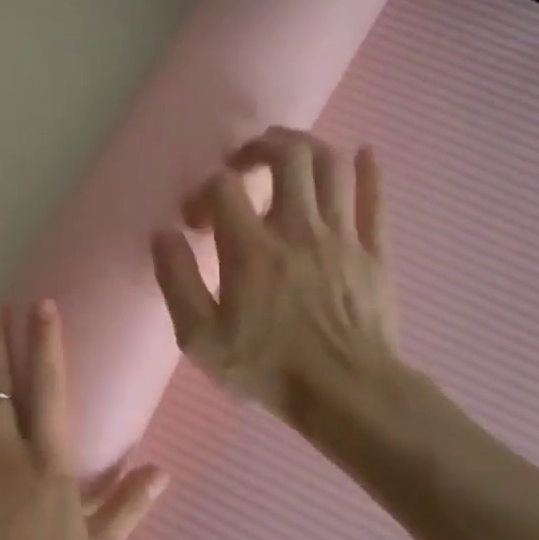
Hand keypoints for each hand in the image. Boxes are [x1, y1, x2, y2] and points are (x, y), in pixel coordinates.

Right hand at [151, 129, 410, 461]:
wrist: (347, 394)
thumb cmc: (267, 367)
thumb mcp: (200, 338)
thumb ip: (176, 280)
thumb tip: (163, 234)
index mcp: (251, 249)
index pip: (223, 187)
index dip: (203, 191)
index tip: (195, 220)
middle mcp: (298, 229)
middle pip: (288, 156)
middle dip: (261, 146)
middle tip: (244, 162)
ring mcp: (342, 236)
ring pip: (332, 166)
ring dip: (307, 148)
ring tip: (288, 156)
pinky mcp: (375, 251)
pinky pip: (375, 197)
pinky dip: (367, 170)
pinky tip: (361, 155)